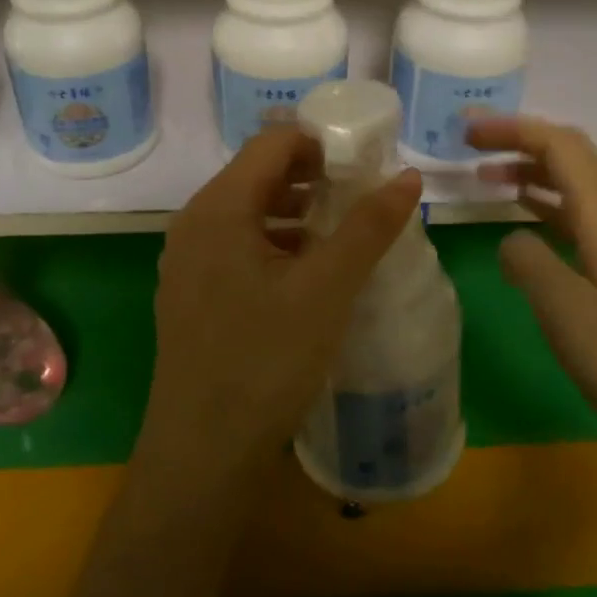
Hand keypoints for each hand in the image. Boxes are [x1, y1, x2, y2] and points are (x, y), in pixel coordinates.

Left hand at [142, 127, 422, 493]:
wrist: (203, 453)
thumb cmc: (265, 362)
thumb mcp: (327, 289)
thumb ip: (368, 227)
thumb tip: (408, 177)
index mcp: (218, 208)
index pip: (272, 143)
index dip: (321, 143)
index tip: (366, 162)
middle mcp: (194, 223)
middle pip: (259, 174)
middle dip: (314, 177)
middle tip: (363, 196)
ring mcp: (188, 261)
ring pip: (250, 213)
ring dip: (298, 212)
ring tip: (345, 232)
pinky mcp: (192, 293)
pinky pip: (239, 246)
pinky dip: (277, 243)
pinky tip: (310, 272)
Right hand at [469, 116, 596, 464]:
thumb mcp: (564, 309)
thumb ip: (527, 261)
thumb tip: (511, 238)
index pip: (559, 145)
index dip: (511, 129)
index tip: (466, 131)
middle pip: (569, 155)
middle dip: (519, 141)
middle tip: (469, 145)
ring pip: (574, 184)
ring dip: (530, 171)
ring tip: (485, 176)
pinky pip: (579, 215)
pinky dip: (544, 204)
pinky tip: (522, 218)